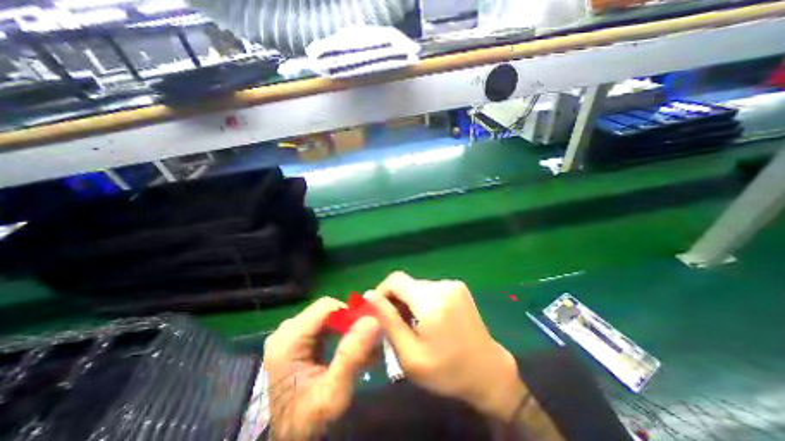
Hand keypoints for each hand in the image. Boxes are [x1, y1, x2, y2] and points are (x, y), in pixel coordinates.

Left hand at [264, 296, 383, 440]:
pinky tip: (350, 348)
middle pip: (328, 310)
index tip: (369, 330)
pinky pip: (325, 324)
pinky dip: (341, 332)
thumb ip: (352, 355)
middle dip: (350, 323)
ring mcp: (291, 333)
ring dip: (348, 328)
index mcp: (288, 340)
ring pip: (329, 316)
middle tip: (368, 342)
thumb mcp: (334, 393)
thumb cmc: (310, 420)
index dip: (350, 313)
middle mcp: (286, 330)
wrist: (291, 439)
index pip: (327, 307)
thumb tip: (373, 320)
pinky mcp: (297, 338)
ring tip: (362, 348)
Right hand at [366, 272, 526, 419]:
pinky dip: (422, 300)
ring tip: (412, 325)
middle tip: (396, 325)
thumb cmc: (447, 371)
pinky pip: (430, 289)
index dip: (382, 292)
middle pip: (406, 284)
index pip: (395, 280)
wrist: (488, 372)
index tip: (379, 312)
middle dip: (396, 300)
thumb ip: (388, 321)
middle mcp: (442, 286)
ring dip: (409, 301)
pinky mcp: (458, 287)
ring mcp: (452, 284)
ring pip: (417, 286)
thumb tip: (369, 295)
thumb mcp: (409, 355)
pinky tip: (427, 319)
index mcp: (431, 301)